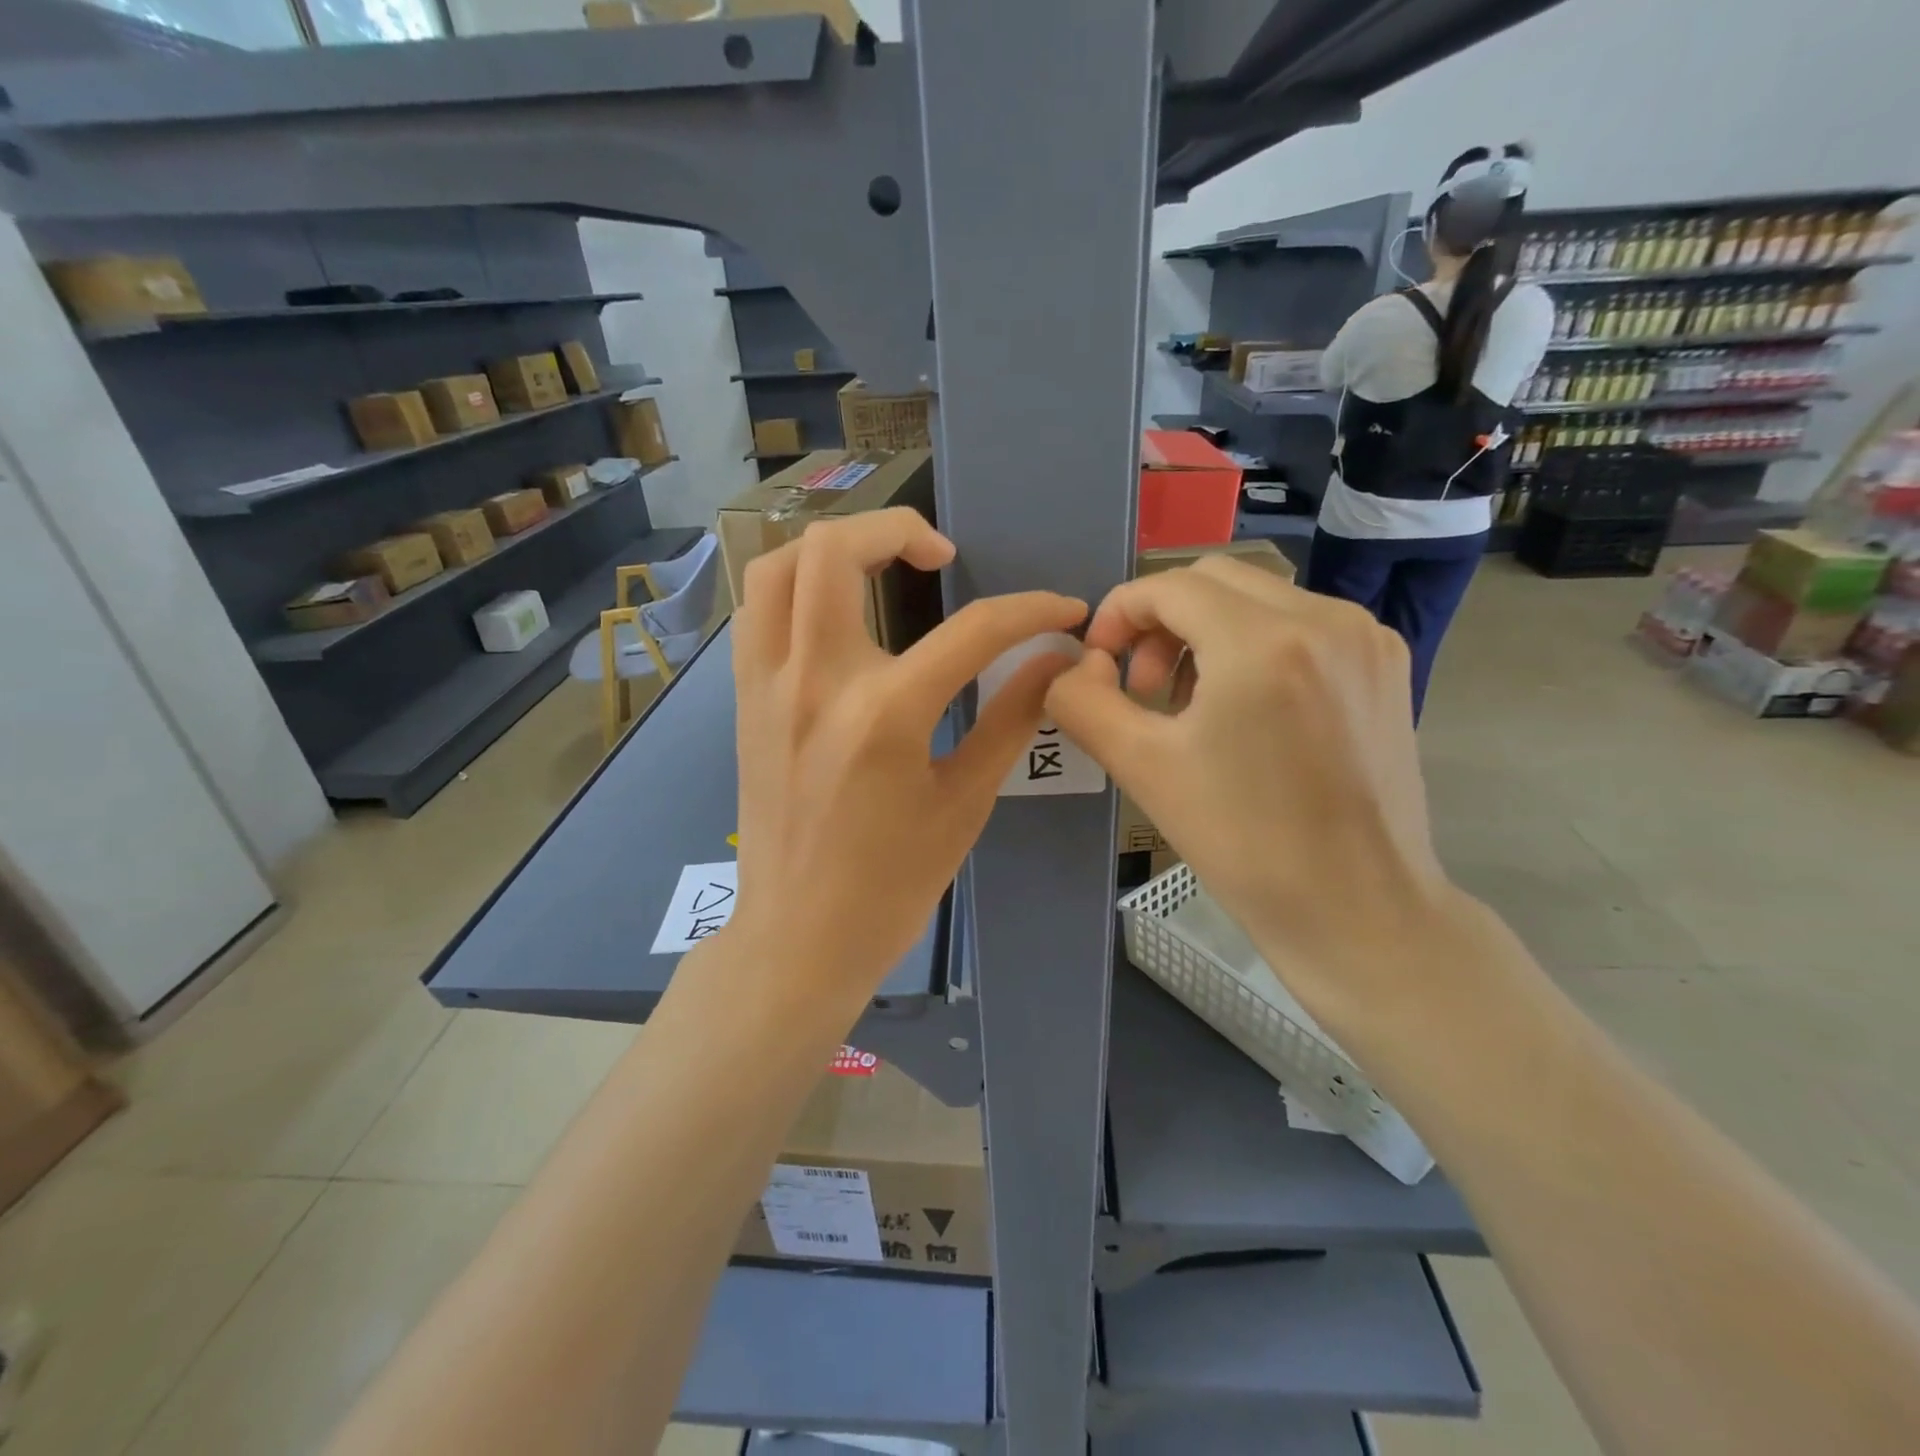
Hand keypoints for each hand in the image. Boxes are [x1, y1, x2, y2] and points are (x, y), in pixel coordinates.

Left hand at [726, 508, 1085, 1016]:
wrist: (798, 937)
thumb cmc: (890, 885)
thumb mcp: (965, 803)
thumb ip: (1011, 719)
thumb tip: (1055, 662)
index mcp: (885, 714)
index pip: (974, 630)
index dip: (1032, 611)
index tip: (1063, 611)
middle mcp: (816, 681)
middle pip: (836, 549)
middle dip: (899, 529)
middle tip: (942, 558)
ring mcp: (767, 685)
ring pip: (777, 566)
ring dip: (832, 547)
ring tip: (878, 567)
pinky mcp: (743, 700)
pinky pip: (757, 612)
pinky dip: (795, 588)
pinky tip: (833, 612)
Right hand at [1046, 556, 1459, 1031]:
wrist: (1357, 909)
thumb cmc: (1243, 844)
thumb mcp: (1143, 768)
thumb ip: (1083, 703)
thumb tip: (1069, 669)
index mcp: (1264, 642)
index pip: (1169, 586)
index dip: (1118, 614)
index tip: (1098, 661)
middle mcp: (1326, 619)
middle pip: (1215, 579)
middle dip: (1161, 620)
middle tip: (1143, 687)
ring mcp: (1366, 638)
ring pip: (1260, 598)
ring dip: (1207, 631)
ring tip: (1190, 703)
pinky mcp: (1386, 664)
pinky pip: (1301, 624)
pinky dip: (1255, 645)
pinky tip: (1245, 708)